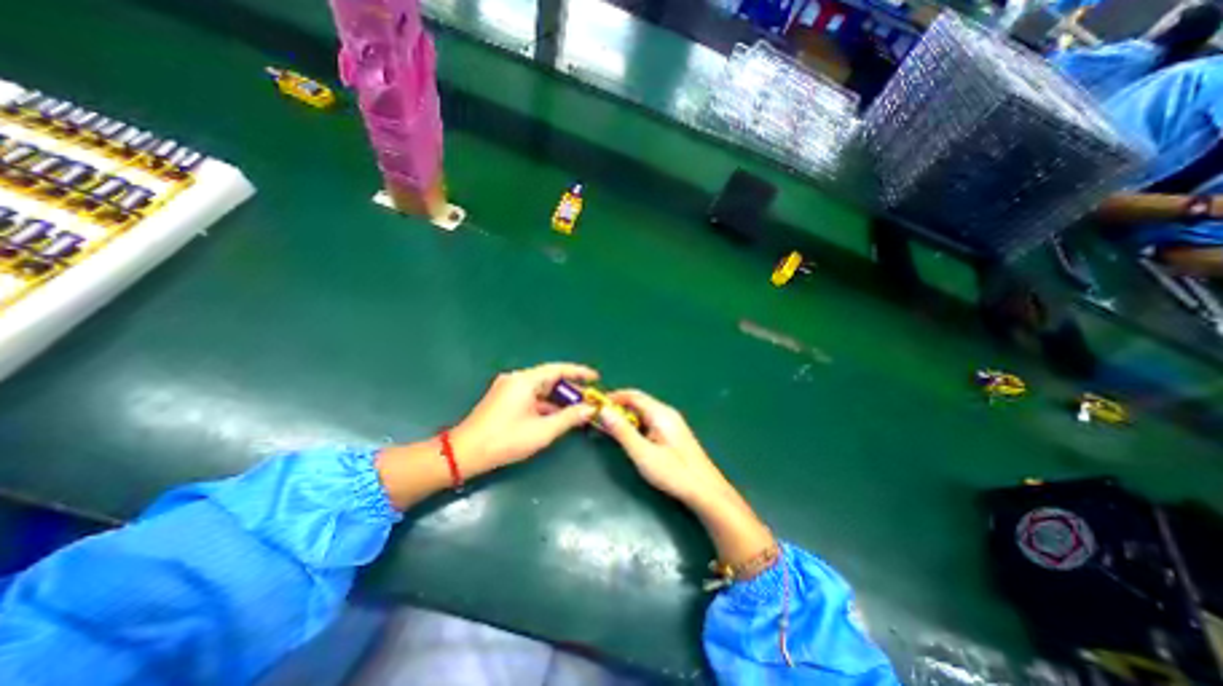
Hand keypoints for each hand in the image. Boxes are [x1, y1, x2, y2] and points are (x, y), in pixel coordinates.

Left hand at [449, 363, 600, 476]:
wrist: (464, 454)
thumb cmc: (505, 440)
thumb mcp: (542, 431)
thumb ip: (569, 418)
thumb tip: (590, 409)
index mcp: (525, 380)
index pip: (558, 369)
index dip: (579, 373)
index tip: (596, 377)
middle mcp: (516, 379)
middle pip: (550, 379)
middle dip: (570, 390)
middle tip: (589, 400)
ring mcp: (509, 389)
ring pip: (541, 390)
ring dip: (559, 400)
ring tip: (578, 410)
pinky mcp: (504, 399)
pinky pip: (532, 397)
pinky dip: (546, 405)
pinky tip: (558, 416)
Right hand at [600, 391, 772, 567]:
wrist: (705, 491)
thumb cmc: (673, 472)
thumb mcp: (643, 453)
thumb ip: (622, 431)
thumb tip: (604, 411)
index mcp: (660, 413)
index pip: (633, 395)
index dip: (613, 397)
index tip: (596, 404)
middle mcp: (667, 413)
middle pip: (638, 403)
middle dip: (619, 409)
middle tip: (601, 420)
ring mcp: (672, 423)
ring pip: (644, 414)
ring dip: (627, 419)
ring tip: (612, 431)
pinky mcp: (674, 434)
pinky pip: (651, 423)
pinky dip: (637, 427)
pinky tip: (632, 440)